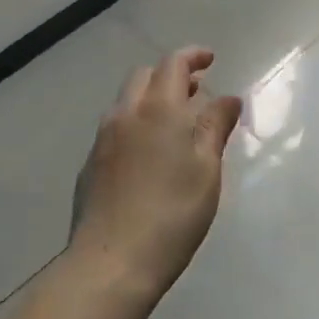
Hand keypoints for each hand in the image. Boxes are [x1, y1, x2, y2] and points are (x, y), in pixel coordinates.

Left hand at [70, 47, 243, 297]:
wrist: (111, 261)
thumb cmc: (172, 215)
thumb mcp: (206, 170)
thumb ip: (215, 128)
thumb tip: (228, 98)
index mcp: (158, 110)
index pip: (173, 64)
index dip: (192, 56)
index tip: (210, 60)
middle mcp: (125, 115)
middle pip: (144, 76)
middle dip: (170, 75)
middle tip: (196, 92)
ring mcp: (102, 140)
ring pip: (126, 102)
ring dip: (151, 99)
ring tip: (175, 123)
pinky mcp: (90, 165)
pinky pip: (115, 128)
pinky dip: (136, 124)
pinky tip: (149, 155)